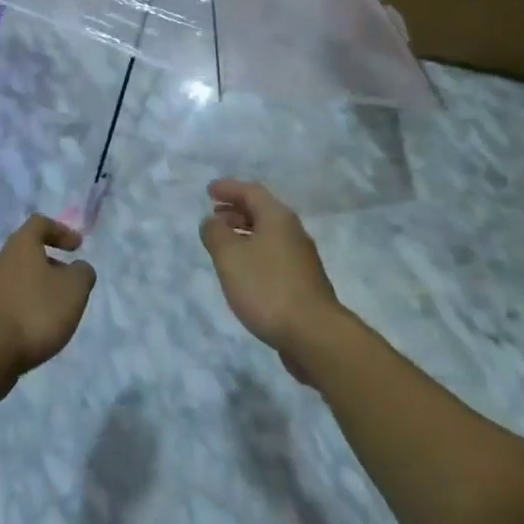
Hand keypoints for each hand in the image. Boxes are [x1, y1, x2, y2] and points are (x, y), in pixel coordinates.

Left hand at [0, 214, 96, 393]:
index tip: (77, 247)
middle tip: (67, 282)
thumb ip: (82, 272)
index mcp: (19, 245)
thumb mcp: (74, 289)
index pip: (39, 223)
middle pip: (25, 252)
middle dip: (49, 263)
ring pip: (14, 278)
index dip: (61, 231)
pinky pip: (5, 301)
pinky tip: (33, 328)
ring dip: (35, 287)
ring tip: (53, 310)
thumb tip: (78, 268)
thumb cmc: (35, 313)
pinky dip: (22, 307)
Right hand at [200, 180, 347, 383]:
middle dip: (236, 210)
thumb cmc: (267, 288)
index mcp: (277, 218)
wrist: (314, 335)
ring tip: (224, 244)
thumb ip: (215, 233)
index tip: (209, 191)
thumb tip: (211, 221)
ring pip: (268, 234)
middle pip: (262, 211)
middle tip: (214, 216)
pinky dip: (254, 252)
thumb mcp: (230, 256)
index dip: (228, 188)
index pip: (251, 191)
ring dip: (244, 232)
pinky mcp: (302, 282)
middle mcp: (293, 232)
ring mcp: (301, 258)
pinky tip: (244, 271)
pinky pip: (273, 255)